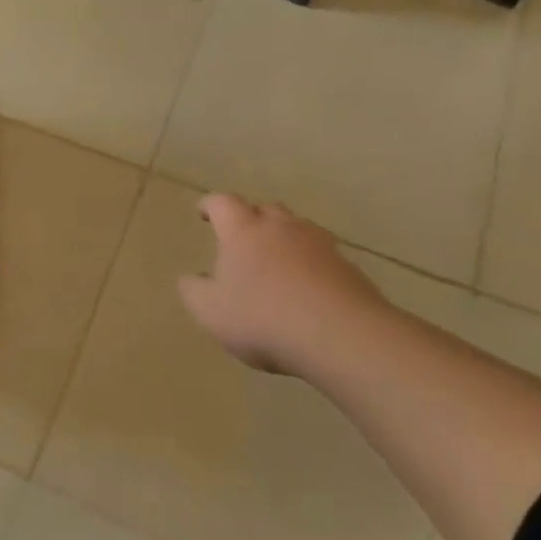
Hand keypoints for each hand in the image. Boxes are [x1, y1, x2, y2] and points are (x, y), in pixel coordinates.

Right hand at [178, 193, 395, 377]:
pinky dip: (312, 266)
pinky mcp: (349, 268)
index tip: (204, 212)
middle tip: (244, 239)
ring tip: (278, 264)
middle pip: (266, 210)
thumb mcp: (210, 311)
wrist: (341, 336)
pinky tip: (308, 291)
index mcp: (244, 231)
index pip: (223, 203)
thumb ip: (194, 290)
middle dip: (252, 219)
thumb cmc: (262, 318)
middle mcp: (282, 228)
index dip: (211, 205)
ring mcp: (320, 245)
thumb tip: (191, 278)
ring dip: (286, 240)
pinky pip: (323, 258)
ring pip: (299, 230)